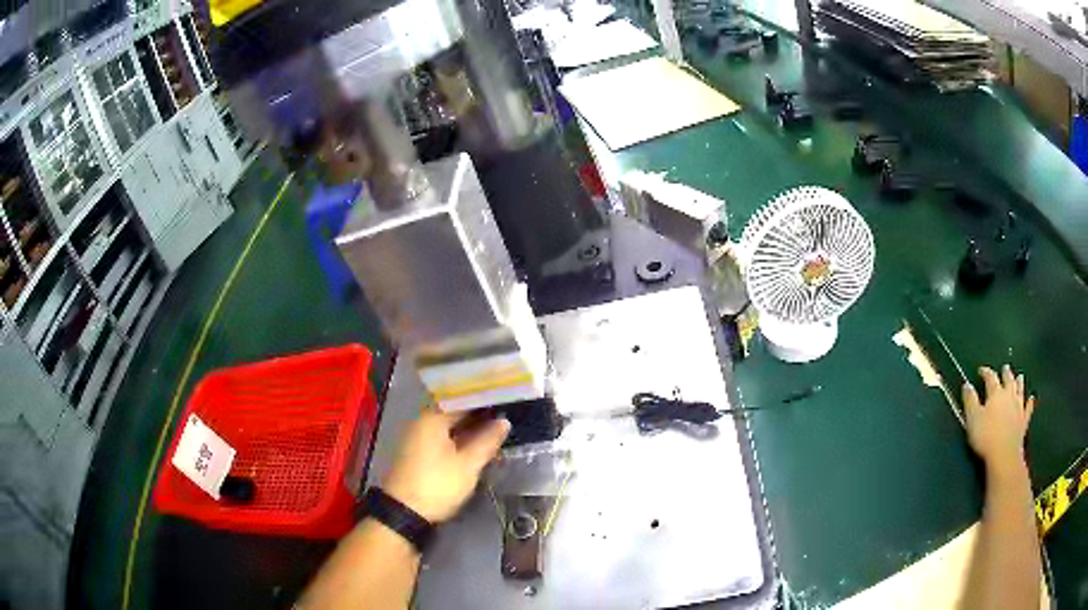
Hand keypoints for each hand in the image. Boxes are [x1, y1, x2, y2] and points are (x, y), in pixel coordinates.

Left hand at [382, 407, 509, 522]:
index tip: (507, 400)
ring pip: (448, 427)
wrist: (404, 512)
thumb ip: (487, 441)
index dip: (485, 401)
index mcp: (432, 418)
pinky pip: (441, 437)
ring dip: (469, 429)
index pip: (463, 400)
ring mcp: (416, 437)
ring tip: (495, 430)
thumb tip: (504, 421)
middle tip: (505, 416)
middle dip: (478, 416)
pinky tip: (474, 445)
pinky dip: (458, 439)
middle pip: (454, 413)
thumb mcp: (468, 465)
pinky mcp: (416, 453)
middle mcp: (421, 422)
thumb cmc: (438, 484)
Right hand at [962, 365, 1036, 476]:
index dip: (986, 372)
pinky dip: (1030, 402)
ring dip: (1019, 382)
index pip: (991, 377)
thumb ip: (970, 401)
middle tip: (1005, 368)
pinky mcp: (1024, 421)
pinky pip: (1028, 408)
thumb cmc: (986, 436)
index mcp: (996, 393)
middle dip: (1006, 373)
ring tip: (1019, 376)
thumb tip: (966, 384)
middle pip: (1008, 380)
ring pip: (1020, 390)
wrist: (1004, 454)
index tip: (981, 370)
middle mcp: (1009, 395)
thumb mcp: (972, 419)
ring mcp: (1019, 407)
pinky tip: (1032, 399)